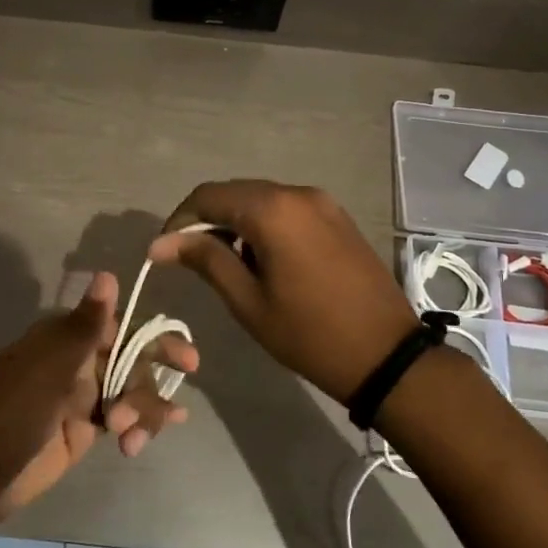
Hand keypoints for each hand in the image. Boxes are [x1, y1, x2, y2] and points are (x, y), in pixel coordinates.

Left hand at [0, 273, 196, 531]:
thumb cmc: (7, 414)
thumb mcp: (48, 368)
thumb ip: (85, 325)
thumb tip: (108, 274)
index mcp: (64, 340)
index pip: (120, 328)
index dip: (154, 338)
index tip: (185, 357)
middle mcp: (75, 363)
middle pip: (130, 360)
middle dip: (154, 374)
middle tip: (185, 382)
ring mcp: (78, 399)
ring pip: (128, 392)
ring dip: (142, 408)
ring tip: (133, 434)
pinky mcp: (80, 432)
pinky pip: (119, 422)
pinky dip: (137, 428)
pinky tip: (144, 442)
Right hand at [149, 181, 417, 404]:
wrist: (386, 354)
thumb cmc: (309, 334)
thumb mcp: (248, 302)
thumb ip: (205, 260)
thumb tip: (161, 243)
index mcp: (272, 210)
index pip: (208, 196)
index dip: (179, 220)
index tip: (165, 251)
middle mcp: (297, 193)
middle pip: (235, 192)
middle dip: (207, 220)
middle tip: (192, 260)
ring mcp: (322, 202)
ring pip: (261, 199)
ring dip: (236, 222)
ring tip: (228, 264)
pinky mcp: (337, 216)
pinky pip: (287, 208)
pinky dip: (265, 224)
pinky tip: (263, 259)